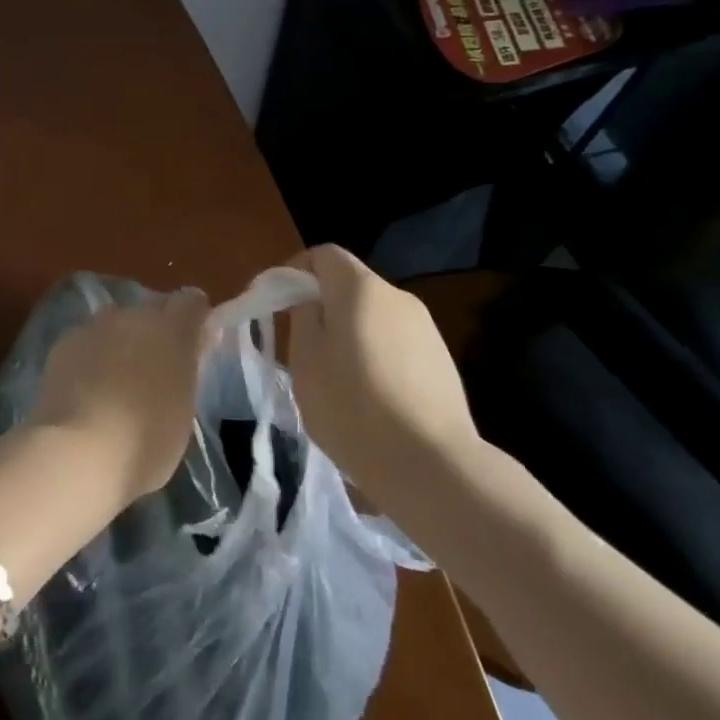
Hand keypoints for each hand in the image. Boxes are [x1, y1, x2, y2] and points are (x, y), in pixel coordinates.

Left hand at [31, 289, 210, 503]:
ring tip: (115, 382)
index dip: (194, 318)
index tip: (196, 343)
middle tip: (154, 371)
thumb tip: (186, 352)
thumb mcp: (183, 410)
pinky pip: (85, 343)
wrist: (78, 451)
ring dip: (119, 343)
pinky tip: (84, 390)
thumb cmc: (146, 442)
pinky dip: (89, 359)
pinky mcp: (62, 345)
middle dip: (154, 333)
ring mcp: (93, 328)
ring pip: (113, 326)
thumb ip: (185, 372)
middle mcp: (132, 317)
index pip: (191, 303)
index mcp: (171, 331)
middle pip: (149, 312)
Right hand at [285, 245, 480, 517]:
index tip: (278, 303)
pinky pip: (396, 343)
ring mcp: (426, 329)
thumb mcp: (305, 359)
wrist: (431, 465)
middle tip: (301, 347)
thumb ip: (302, 316)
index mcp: (360, 289)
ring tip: (335, 379)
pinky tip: (370, 398)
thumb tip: (308, 298)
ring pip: (373, 316)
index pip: (324, 254)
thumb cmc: (352, 406)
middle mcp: (398, 297)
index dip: (295, 270)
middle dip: (322, 306)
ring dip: (349, 333)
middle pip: (350, 285)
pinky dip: (376, 356)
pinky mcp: (442, 360)